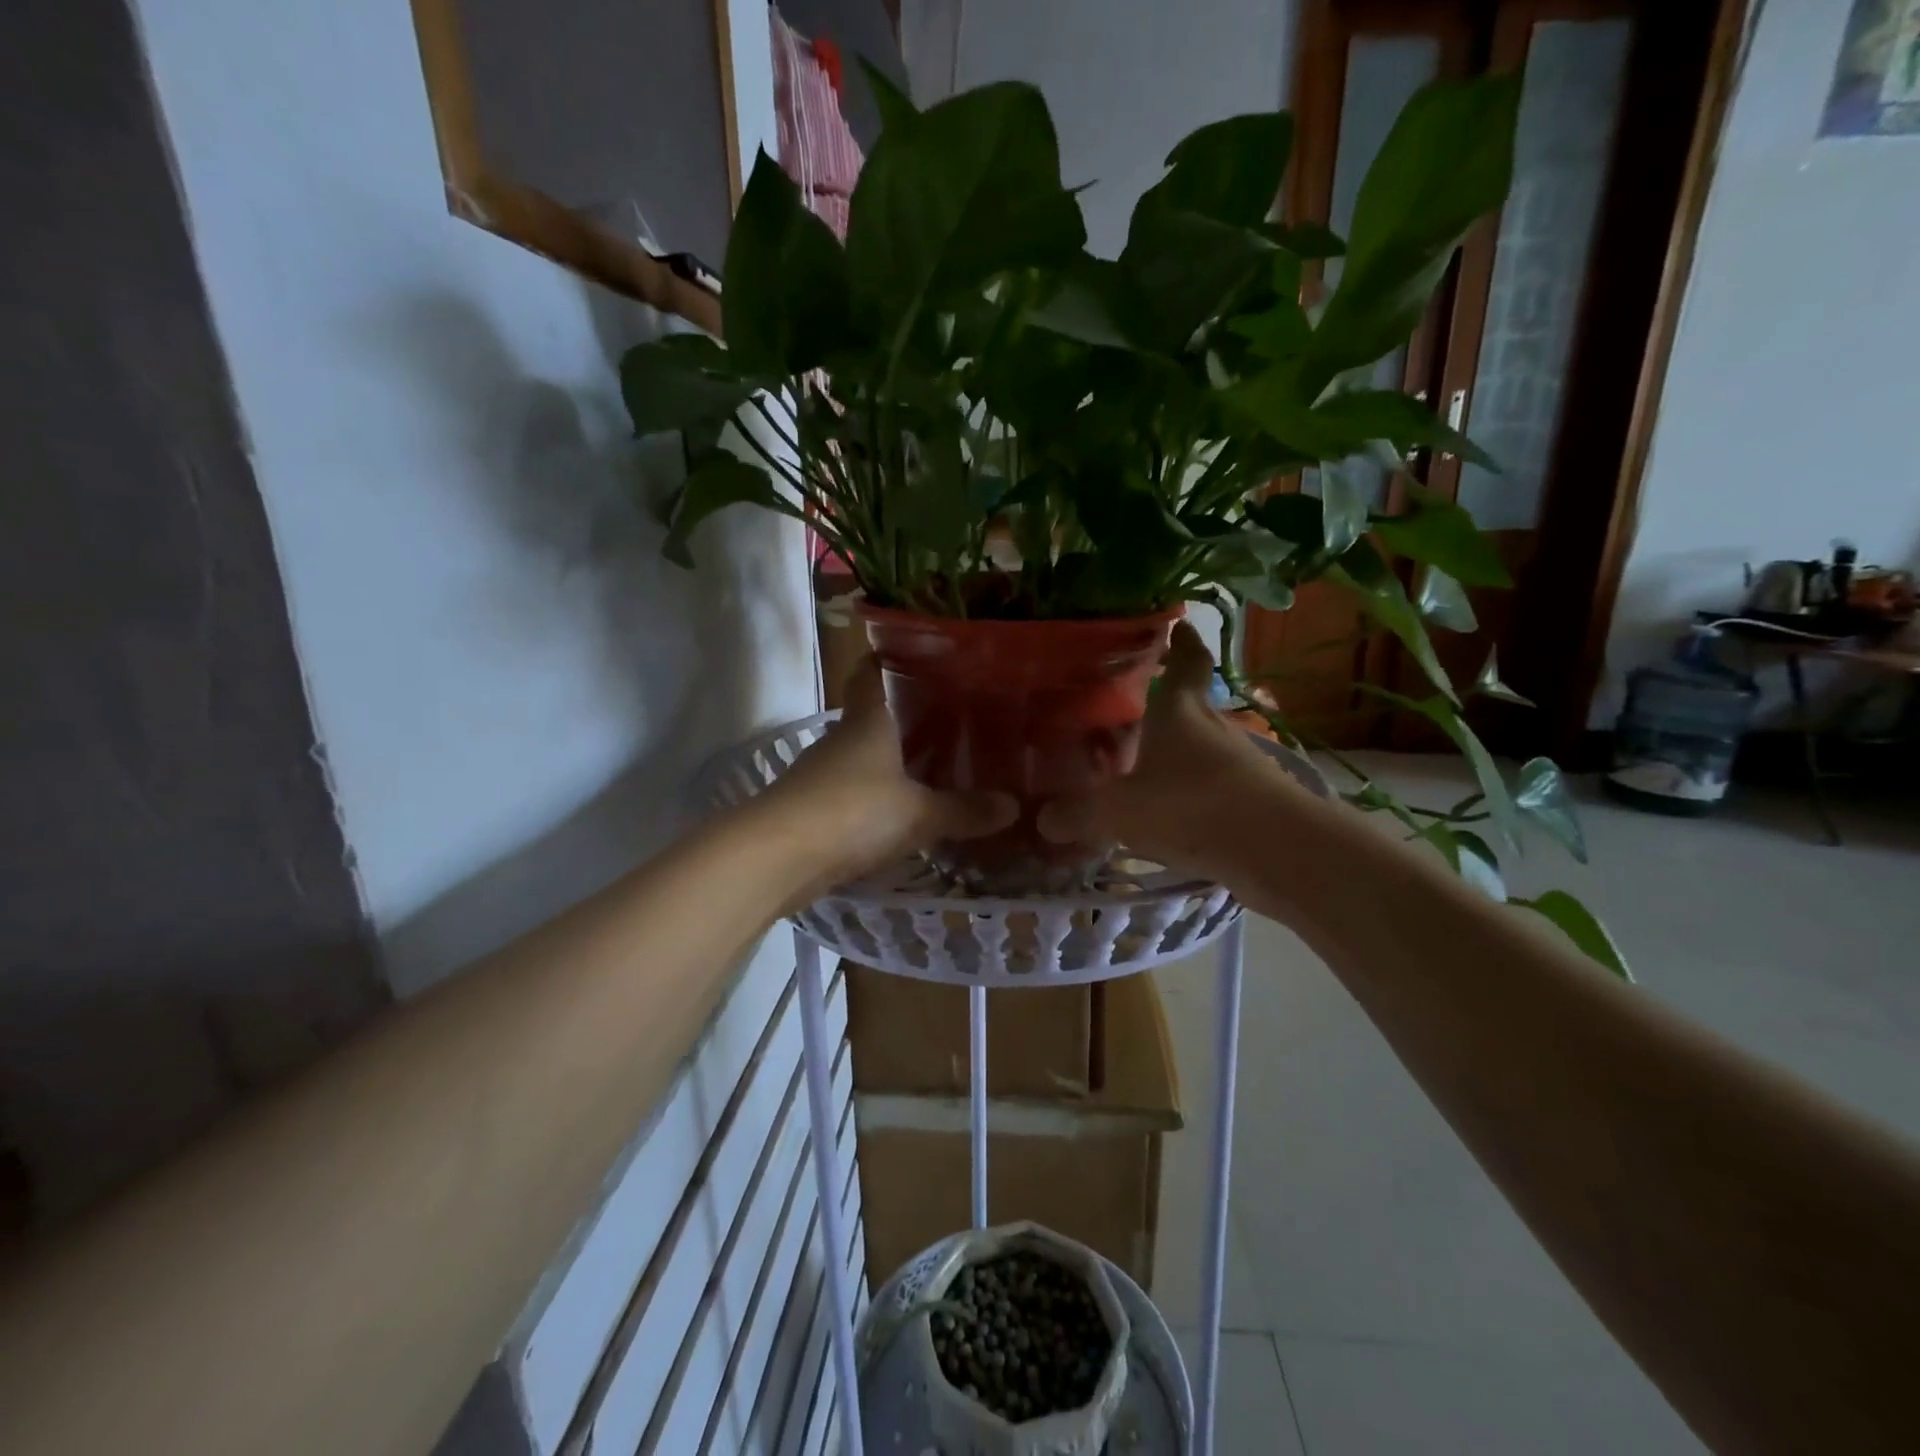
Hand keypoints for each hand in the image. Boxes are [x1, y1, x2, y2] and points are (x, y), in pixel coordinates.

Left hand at [762, 660, 1016, 895]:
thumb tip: (1013, 805)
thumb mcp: (919, 813)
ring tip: (933, 770)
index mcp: (867, 723)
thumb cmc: (853, 813)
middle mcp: (841, 741)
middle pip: (871, 719)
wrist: (777, 857)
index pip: (871, 674)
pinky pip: (852, 796)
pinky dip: (875, 800)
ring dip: (889, 764)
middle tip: (951, 722)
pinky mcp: (811, 811)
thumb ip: (964, 810)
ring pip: (861, 759)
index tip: (917, 655)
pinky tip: (900, 816)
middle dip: (904, 719)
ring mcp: (821, 776)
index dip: (888, 660)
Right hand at [1037, 622, 1321, 883]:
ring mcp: (1236, 761)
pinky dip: (1188, 788)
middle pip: (1189, 703)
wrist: (1276, 848)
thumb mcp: (1119, 811)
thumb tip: (1043, 819)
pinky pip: (1210, 782)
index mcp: (1180, 710)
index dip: (1181, 640)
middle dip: (1162, 702)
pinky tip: (1166, 809)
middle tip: (1125, 707)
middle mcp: (1211, 726)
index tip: (1174, 624)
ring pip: (1199, 744)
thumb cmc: (1191, 805)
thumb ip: (1077, 814)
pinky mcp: (1251, 796)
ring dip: (1175, 749)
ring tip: (1138, 764)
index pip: (1186, 659)